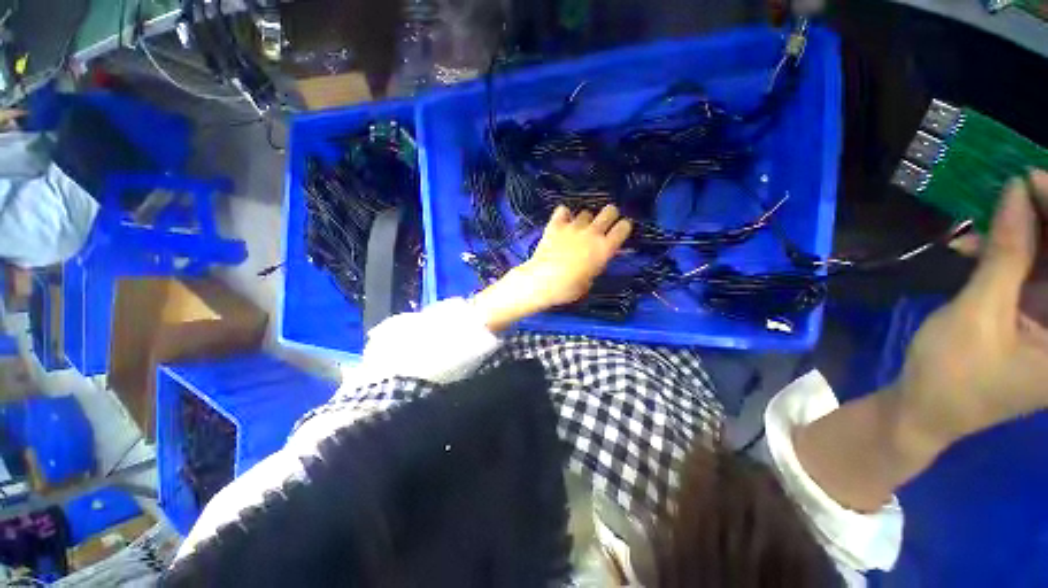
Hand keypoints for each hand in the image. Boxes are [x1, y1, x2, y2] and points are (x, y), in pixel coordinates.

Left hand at [472, 205, 632, 330]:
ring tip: (577, 230)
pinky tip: (562, 223)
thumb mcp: (589, 281)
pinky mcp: (556, 224)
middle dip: (609, 216)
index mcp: (604, 248)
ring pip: (586, 212)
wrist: (542, 281)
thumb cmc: (568, 288)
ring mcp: (573, 226)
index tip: (619, 232)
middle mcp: (592, 233)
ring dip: (585, 220)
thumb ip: (596, 265)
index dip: (623, 227)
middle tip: (602, 226)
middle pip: (610, 211)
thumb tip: (597, 258)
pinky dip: (564, 215)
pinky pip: (563, 210)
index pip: (624, 227)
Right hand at [794, 171, 1047, 512]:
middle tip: (1016, 189)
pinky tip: (979, 248)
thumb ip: (1006, 255)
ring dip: (1023, 238)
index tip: (1034, 180)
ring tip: (989, 220)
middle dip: (1044, 222)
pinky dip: (1010, 257)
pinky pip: (1033, 276)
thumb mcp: (978, 313)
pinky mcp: (1037, 321)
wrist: (926, 409)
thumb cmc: (952, 373)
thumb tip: (1017, 191)